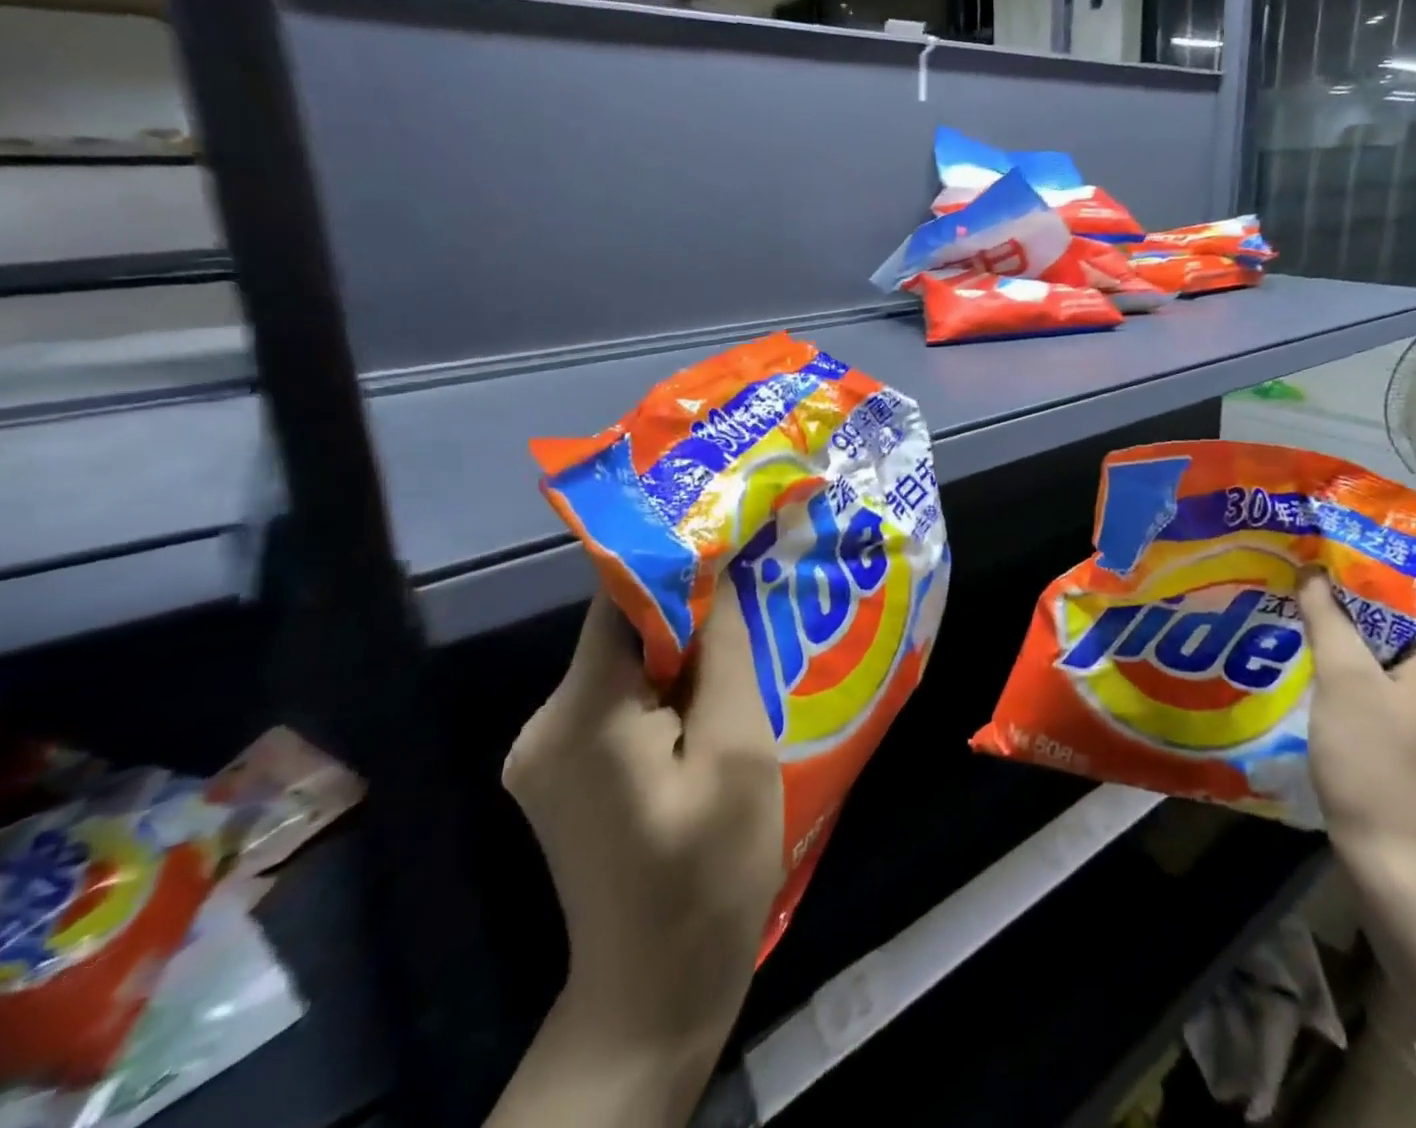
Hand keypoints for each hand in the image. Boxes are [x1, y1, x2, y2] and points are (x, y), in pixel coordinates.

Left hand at [502, 583, 782, 1059]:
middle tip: (755, 592)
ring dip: (682, 654)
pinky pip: (618, 704)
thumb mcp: (737, 752)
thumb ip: (725, 655)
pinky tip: (712, 704)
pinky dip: (665, 691)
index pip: (619, 600)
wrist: (656, 994)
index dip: (676, 562)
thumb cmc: (708, 871)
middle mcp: (545, 725)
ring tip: (747, 646)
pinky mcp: (564, 775)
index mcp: (581, 715)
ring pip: (624, 667)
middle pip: (621, 633)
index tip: (731, 536)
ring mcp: (547, 754)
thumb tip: (721, 577)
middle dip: (689, 611)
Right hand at [1300, 570, 1415, 883]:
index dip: (1348, 594)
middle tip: (1295, 619)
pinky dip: (1361, 701)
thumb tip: (1312, 570)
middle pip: (1393, 641)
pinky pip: (1394, 710)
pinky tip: (1324, 704)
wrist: (1403, 867)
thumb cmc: (1375, 760)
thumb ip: (1326, 617)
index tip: (1305, 589)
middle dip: (1344, 632)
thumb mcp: (1341, 679)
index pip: (1398, 607)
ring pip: (1390, 677)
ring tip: (1300, 654)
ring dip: (1349, 667)